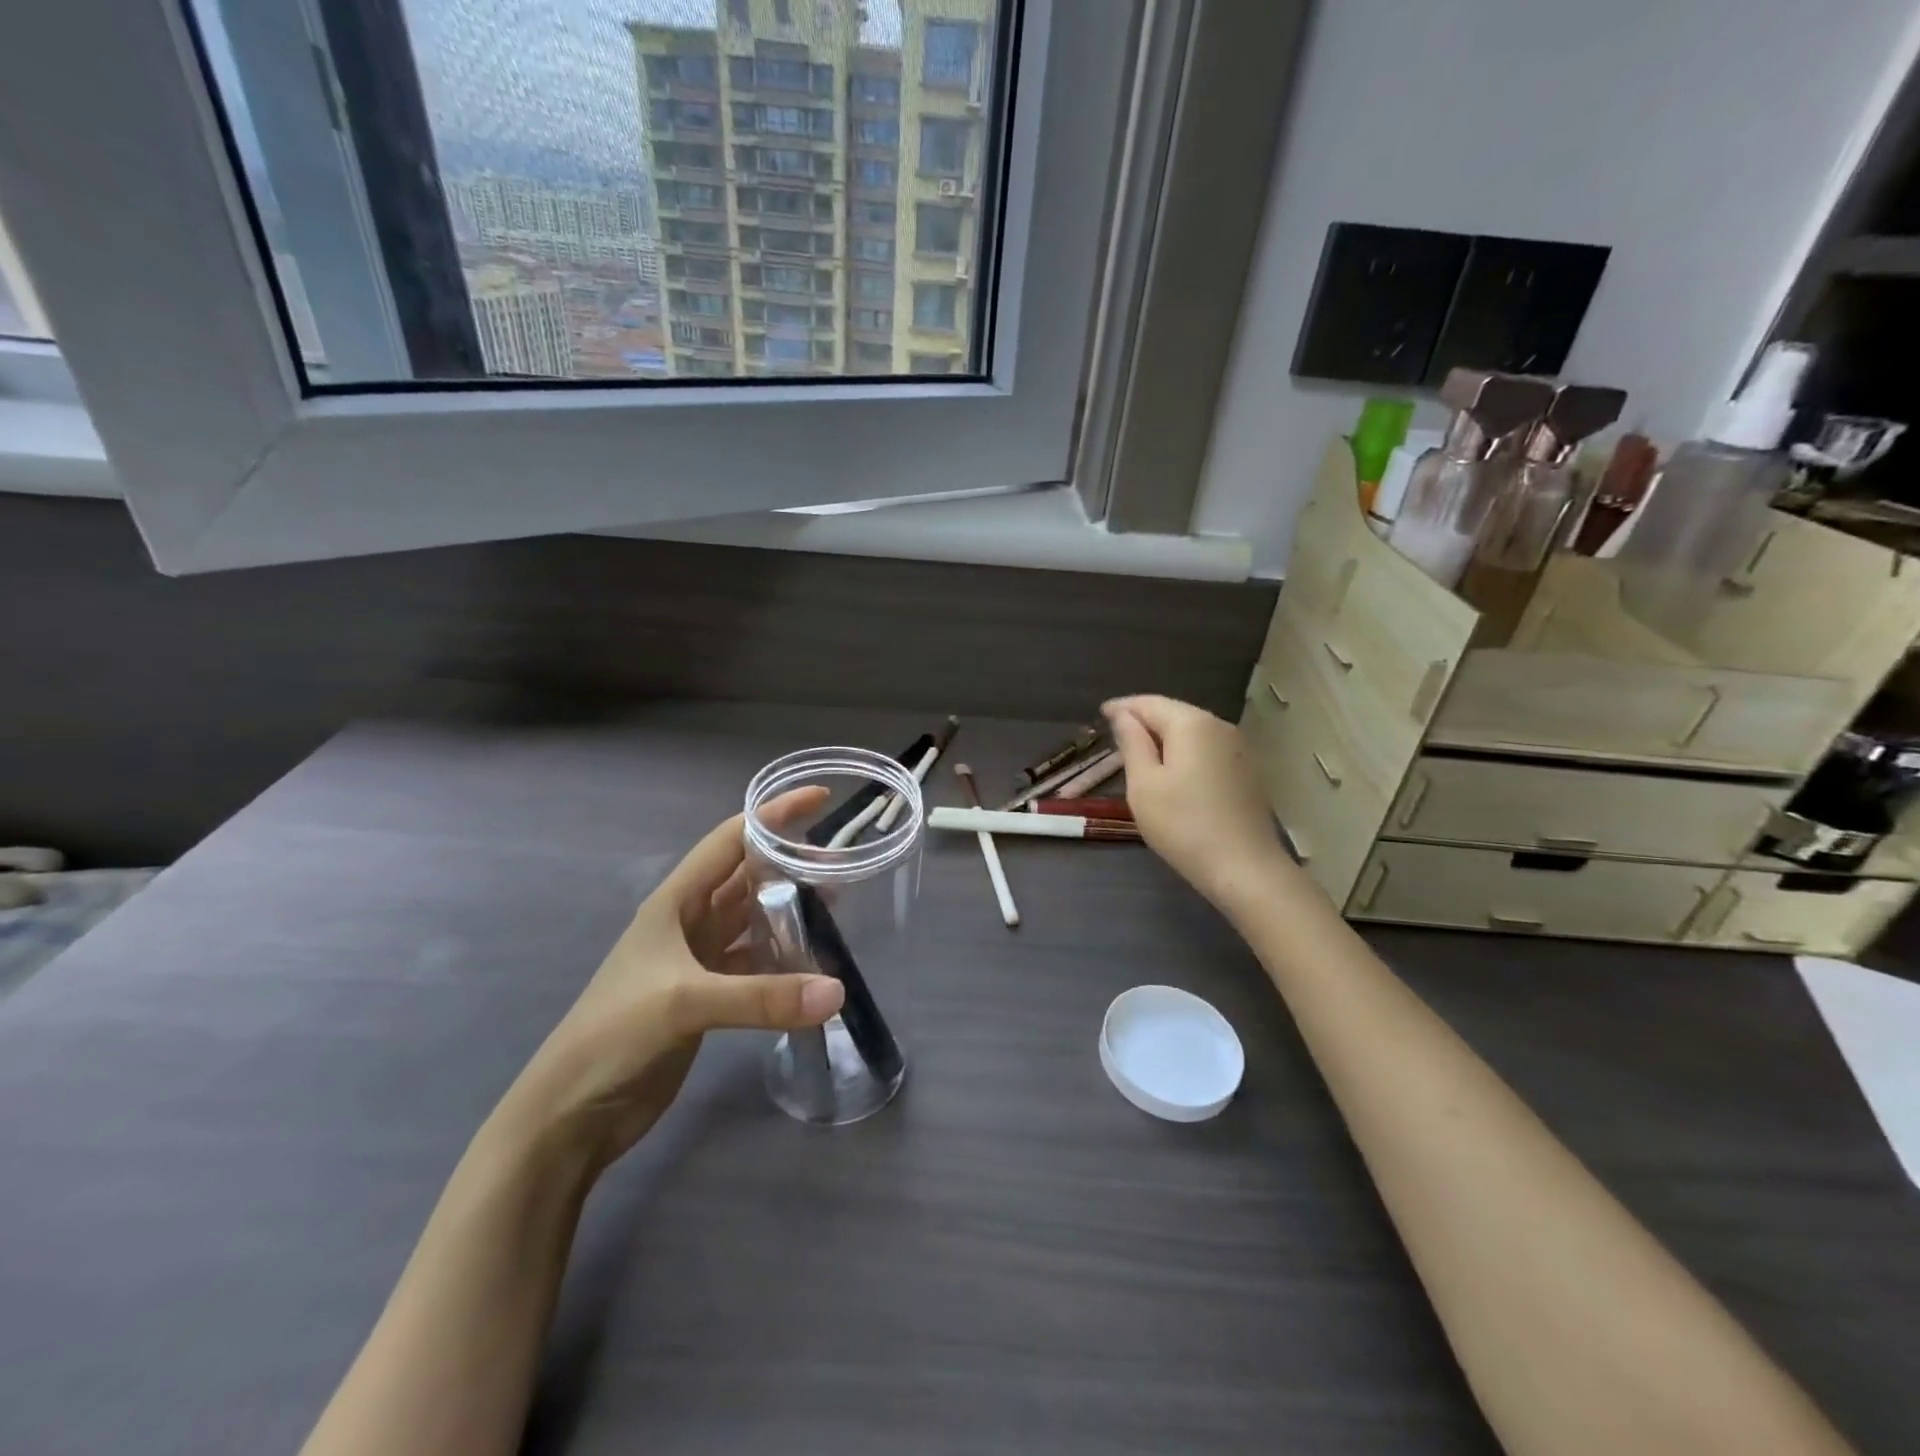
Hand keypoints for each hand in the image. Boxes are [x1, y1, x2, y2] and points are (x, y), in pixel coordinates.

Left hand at [502, 789, 844, 1169]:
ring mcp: (698, 960)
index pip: (732, 840)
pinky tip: (814, 963)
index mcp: (675, 901)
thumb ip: (763, 997)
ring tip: (837, 903)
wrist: (571, 1113)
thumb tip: (838, 992)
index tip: (821, 800)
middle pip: (748, 876)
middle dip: (790, 862)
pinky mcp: (708, 996)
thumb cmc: (614, 1035)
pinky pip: (756, 963)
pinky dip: (784, 959)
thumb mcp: (685, 1003)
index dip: (774, 815)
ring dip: (790, 910)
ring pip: (754, 919)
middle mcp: (689, 921)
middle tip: (842, 861)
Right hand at [1103, 695, 1289, 909]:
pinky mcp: (1247, 772)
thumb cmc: (1183, 824)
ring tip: (1140, 752)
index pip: (1150, 703)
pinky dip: (1185, 753)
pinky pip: (1207, 751)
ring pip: (1193, 733)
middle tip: (1117, 733)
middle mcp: (1219, 726)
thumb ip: (1132, 743)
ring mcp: (1239, 749)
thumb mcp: (1143, 784)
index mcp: (1192, 724)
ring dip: (1165, 738)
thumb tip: (1123, 715)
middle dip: (1145, 720)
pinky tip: (1173, 772)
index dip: (1123, 707)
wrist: (1244, 868)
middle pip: (1175, 714)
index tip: (1101, 714)